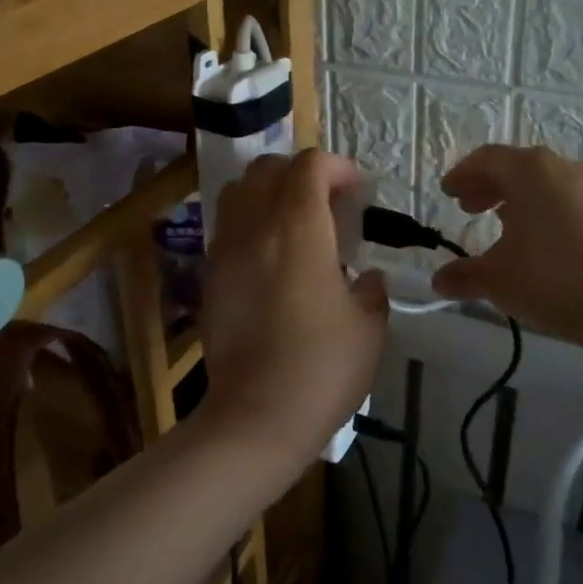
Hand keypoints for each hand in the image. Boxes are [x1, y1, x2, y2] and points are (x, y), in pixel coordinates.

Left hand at [199, 150, 387, 472]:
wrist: (255, 417)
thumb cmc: (321, 369)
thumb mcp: (369, 328)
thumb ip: (373, 289)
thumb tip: (368, 277)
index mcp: (299, 230)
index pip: (309, 166)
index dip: (337, 167)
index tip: (357, 192)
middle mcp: (256, 228)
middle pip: (268, 168)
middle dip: (301, 173)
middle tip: (327, 203)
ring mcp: (226, 251)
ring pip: (238, 191)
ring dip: (268, 192)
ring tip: (293, 223)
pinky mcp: (209, 276)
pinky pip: (226, 226)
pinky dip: (249, 222)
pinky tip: (270, 257)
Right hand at [430, 144, 582, 350]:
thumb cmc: (551, 278)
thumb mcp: (497, 279)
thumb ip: (464, 276)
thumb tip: (439, 282)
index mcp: (530, 170)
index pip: (487, 159)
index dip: (463, 174)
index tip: (447, 192)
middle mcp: (562, 167)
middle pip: (517, 166)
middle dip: (488, 185)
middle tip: (468, 207)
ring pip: (544, 182)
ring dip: (517, 197)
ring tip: (500, 224)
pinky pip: (565, 198)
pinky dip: (543, 209)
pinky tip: (537, 240)